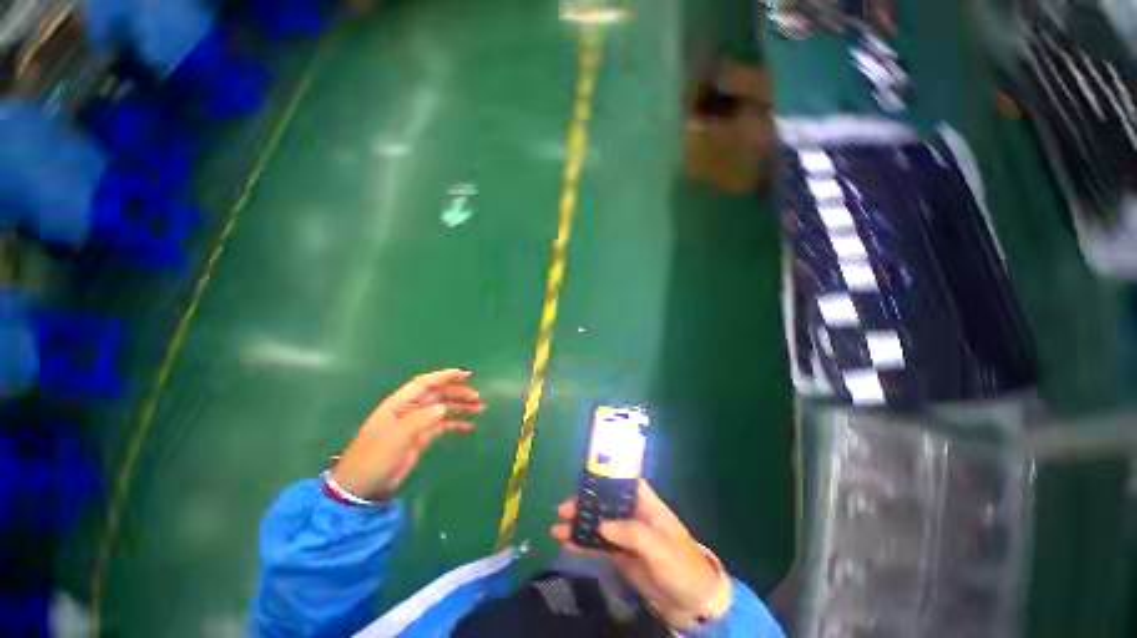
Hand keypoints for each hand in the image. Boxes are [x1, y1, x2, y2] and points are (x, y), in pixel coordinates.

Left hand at [331, 369, 484, 500]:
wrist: (362, 488)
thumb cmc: (374, 458)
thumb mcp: (395, 438)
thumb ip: (419, 420)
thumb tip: (442, 408)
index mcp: (400, 404)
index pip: (425, 384)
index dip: (444, 377)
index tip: (465, 375)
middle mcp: (410, 410)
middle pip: (438, 395)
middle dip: (458, 393)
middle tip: (477, 397)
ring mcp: (416, 425)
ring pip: (443, 409)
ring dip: (461, 407)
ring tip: (480, 409)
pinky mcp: (421, 439)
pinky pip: (443, 426)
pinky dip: (456, 425)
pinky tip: (470, 427)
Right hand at [550, 481, 725, 628]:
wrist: (693, 602)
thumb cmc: (681, 566)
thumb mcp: (660, 548)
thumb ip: (632, 533)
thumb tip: (602, 525)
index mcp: (646, 504)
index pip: (623, 484)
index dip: (604, 479)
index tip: (582, 481)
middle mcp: (633, 515)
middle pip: (605, 503)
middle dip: (584, 505)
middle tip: (563, 511)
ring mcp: (626, 536)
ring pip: (599, 524)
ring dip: (579, 525)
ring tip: (557, 528)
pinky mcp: (621, 556)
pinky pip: (600, 547)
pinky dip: (584, 544)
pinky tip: (568, 544)